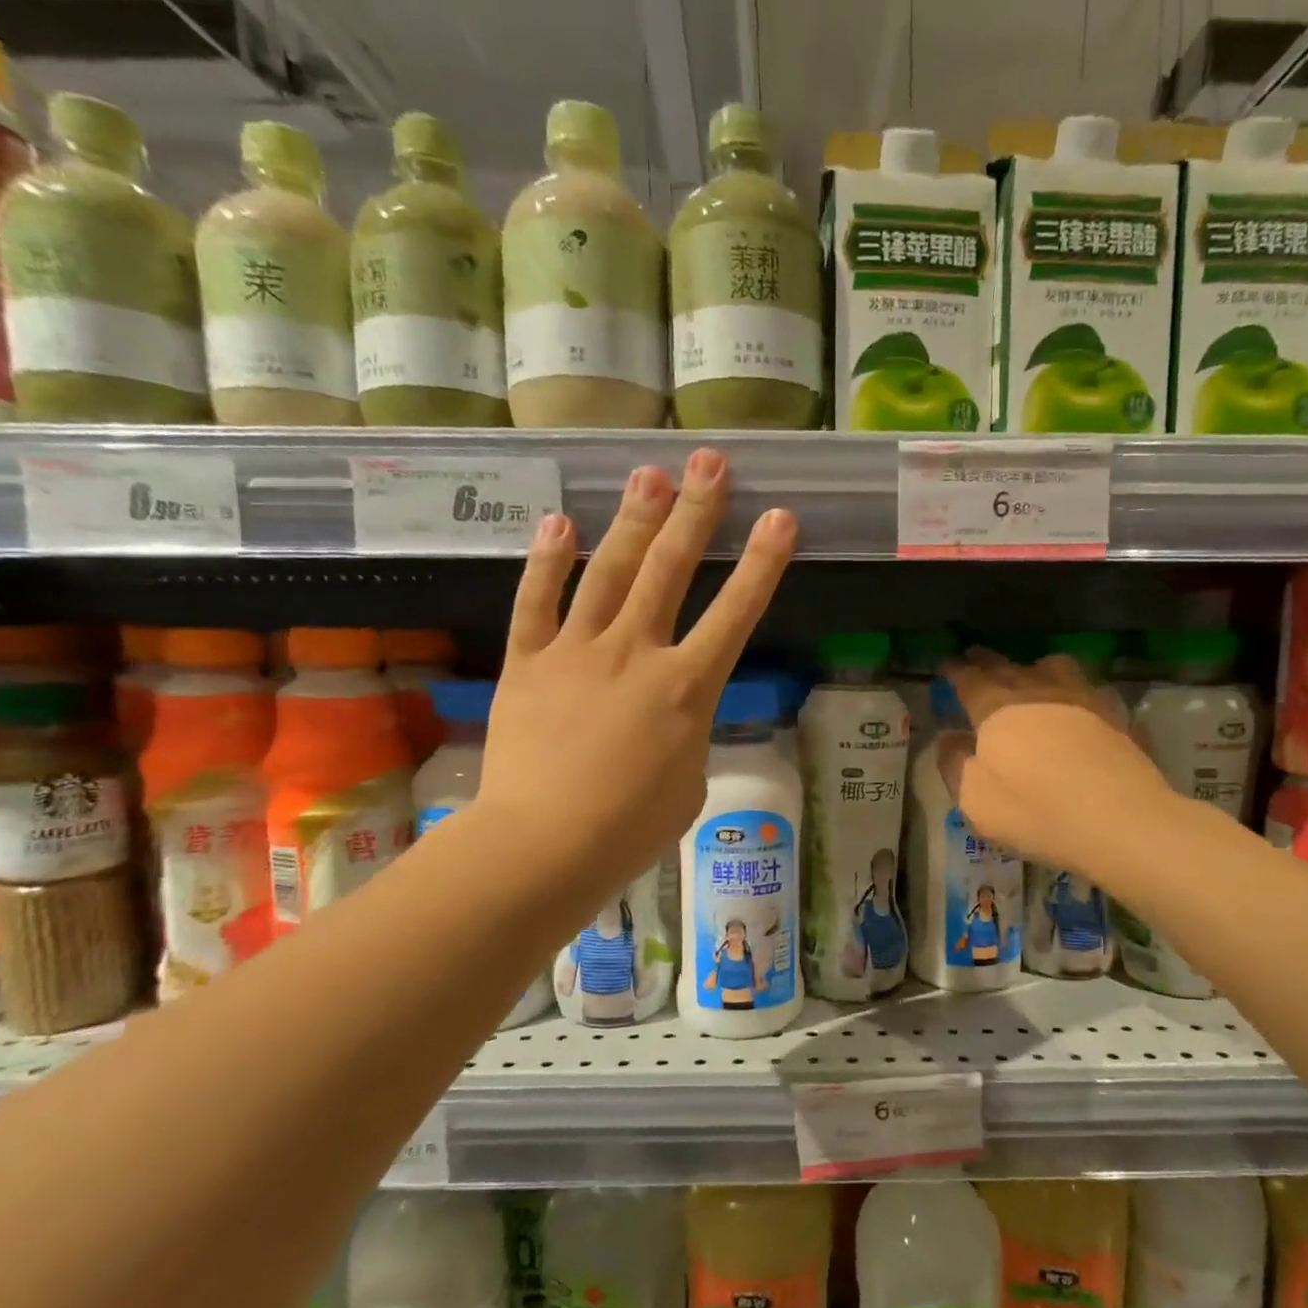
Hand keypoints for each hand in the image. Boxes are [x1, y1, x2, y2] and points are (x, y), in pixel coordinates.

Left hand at [478, 448, 795, 924]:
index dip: (763, 563)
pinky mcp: (528, 663)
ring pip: (609, 572)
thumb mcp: (688, 782)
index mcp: (686, 687)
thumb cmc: (630, 829)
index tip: (780, 517)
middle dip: (696, 512)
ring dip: (633, 521)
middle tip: (710, 462)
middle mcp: (635, 653)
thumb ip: (688, 731)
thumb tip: (674, 709)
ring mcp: (577, 652)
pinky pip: (536, 602)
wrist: (544, 845)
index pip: (736, 613)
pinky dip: (548, 562)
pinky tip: (560, 523)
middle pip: (671, 570)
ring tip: (648, 474)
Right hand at [939, 651, 1171, 879]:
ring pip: (1058, 668)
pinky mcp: (1118, 720)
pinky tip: (1084, 706)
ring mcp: (1084, 702)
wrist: (1120, 822)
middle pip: (1009, 667)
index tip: (945, 664)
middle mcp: (1039, 694)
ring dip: (1038, 666)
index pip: (970, 680)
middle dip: (988, 661)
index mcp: (997, 710)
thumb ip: (955, 764)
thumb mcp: (975, 799)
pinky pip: (1095, 694)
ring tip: (1033, 672)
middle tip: (976, 655)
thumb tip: (949, 738)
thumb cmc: (1034, 810)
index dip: (955, 671)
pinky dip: (1082, 694)